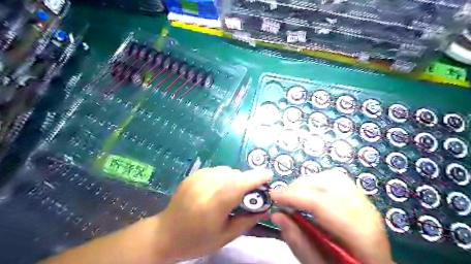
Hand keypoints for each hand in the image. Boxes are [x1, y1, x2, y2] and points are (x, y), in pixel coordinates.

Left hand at [156, 166, 272, 262]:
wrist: (165, 234)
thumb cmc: (197, 240)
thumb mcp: (226, 236)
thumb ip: (248, 220)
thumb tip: (266, 207)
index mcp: (214, 205)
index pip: (239, 184)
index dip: (256, 177)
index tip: (269, 175)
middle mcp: (206, 187)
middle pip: (234, 175)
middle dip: (246, 181)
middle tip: (247, 194)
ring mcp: (197, 178)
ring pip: (226, 170)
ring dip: (234, 178)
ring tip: (230, 192)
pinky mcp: (192, 175)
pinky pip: (215, 170)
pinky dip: (222, 177)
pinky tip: (217, 189)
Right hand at [269, 170, 393, 263]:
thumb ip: (298, 242)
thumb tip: (277, 215)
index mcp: (359, 234)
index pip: (323, 203)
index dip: (295, 196)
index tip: (273, 196)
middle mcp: (366, 212)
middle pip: (328, 184)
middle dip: (299, 187)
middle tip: (283, 198)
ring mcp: (366, 202)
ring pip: (332, 177)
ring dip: (308, 182)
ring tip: (294, 195)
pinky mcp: (361, 198)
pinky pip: (337, 180)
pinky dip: (317, 182)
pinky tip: (309, 194)